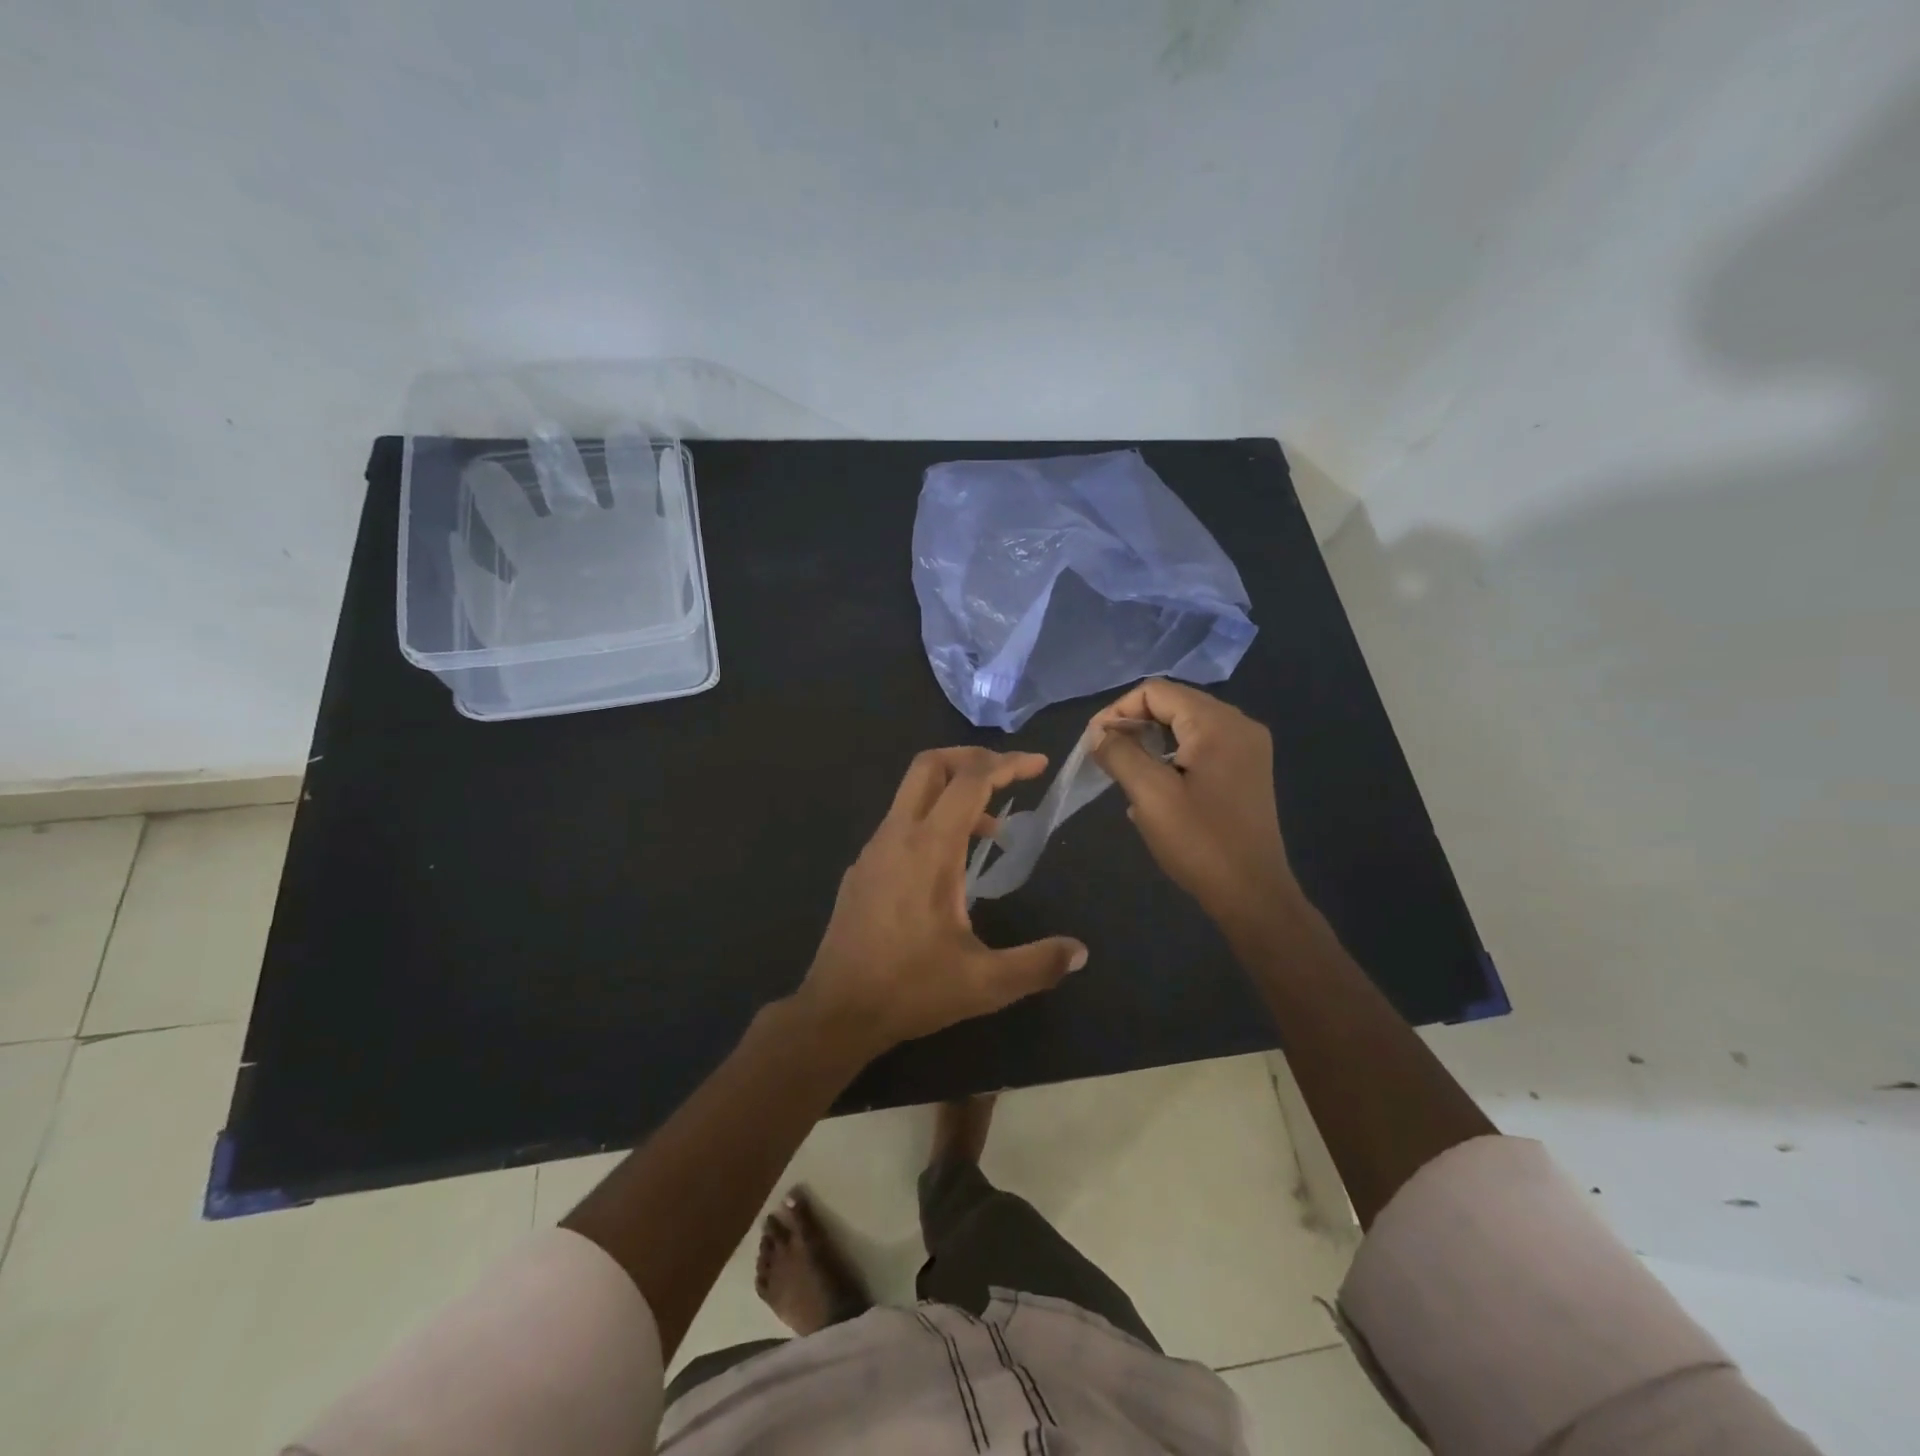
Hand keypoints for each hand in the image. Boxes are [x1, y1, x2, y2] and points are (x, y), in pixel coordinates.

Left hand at [797, 747, 1088, 1058]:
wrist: (836, 1011)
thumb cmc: (911, 990)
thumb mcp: (984, 983)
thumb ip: (1037, 964)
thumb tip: (1079, 952)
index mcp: (929, 849)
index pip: (970, 781)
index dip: (1007, 764)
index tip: (1038, 765)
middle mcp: (897, 836)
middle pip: (930, 765)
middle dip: (972, 759)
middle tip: (1009, 775)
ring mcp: (874, 850)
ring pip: (912, 793)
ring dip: (953, 794)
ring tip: (991, 832)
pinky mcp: (862, 869)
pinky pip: (901, 823)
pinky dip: (932, 820)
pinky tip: (949, 866)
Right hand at [1090, 680, 1300, 934]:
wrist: (1253, 894)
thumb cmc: (1200, 841)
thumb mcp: (1149, 794)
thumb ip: (1119, 753)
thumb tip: (1098, 732)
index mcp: (1217, 723)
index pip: (1156, 692)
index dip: (1118, 710)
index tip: (1094, 743)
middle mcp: (1238, 725)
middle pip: (1174, 704)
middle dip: (1134, 724)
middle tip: (1105, 755)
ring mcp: (1248, 748)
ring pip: (1186, 726)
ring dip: (1151, 741)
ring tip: (1125, 770)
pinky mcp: (1247, 771)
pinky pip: (1201, 747)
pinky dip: (1172, 756)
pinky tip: (1154, 785)